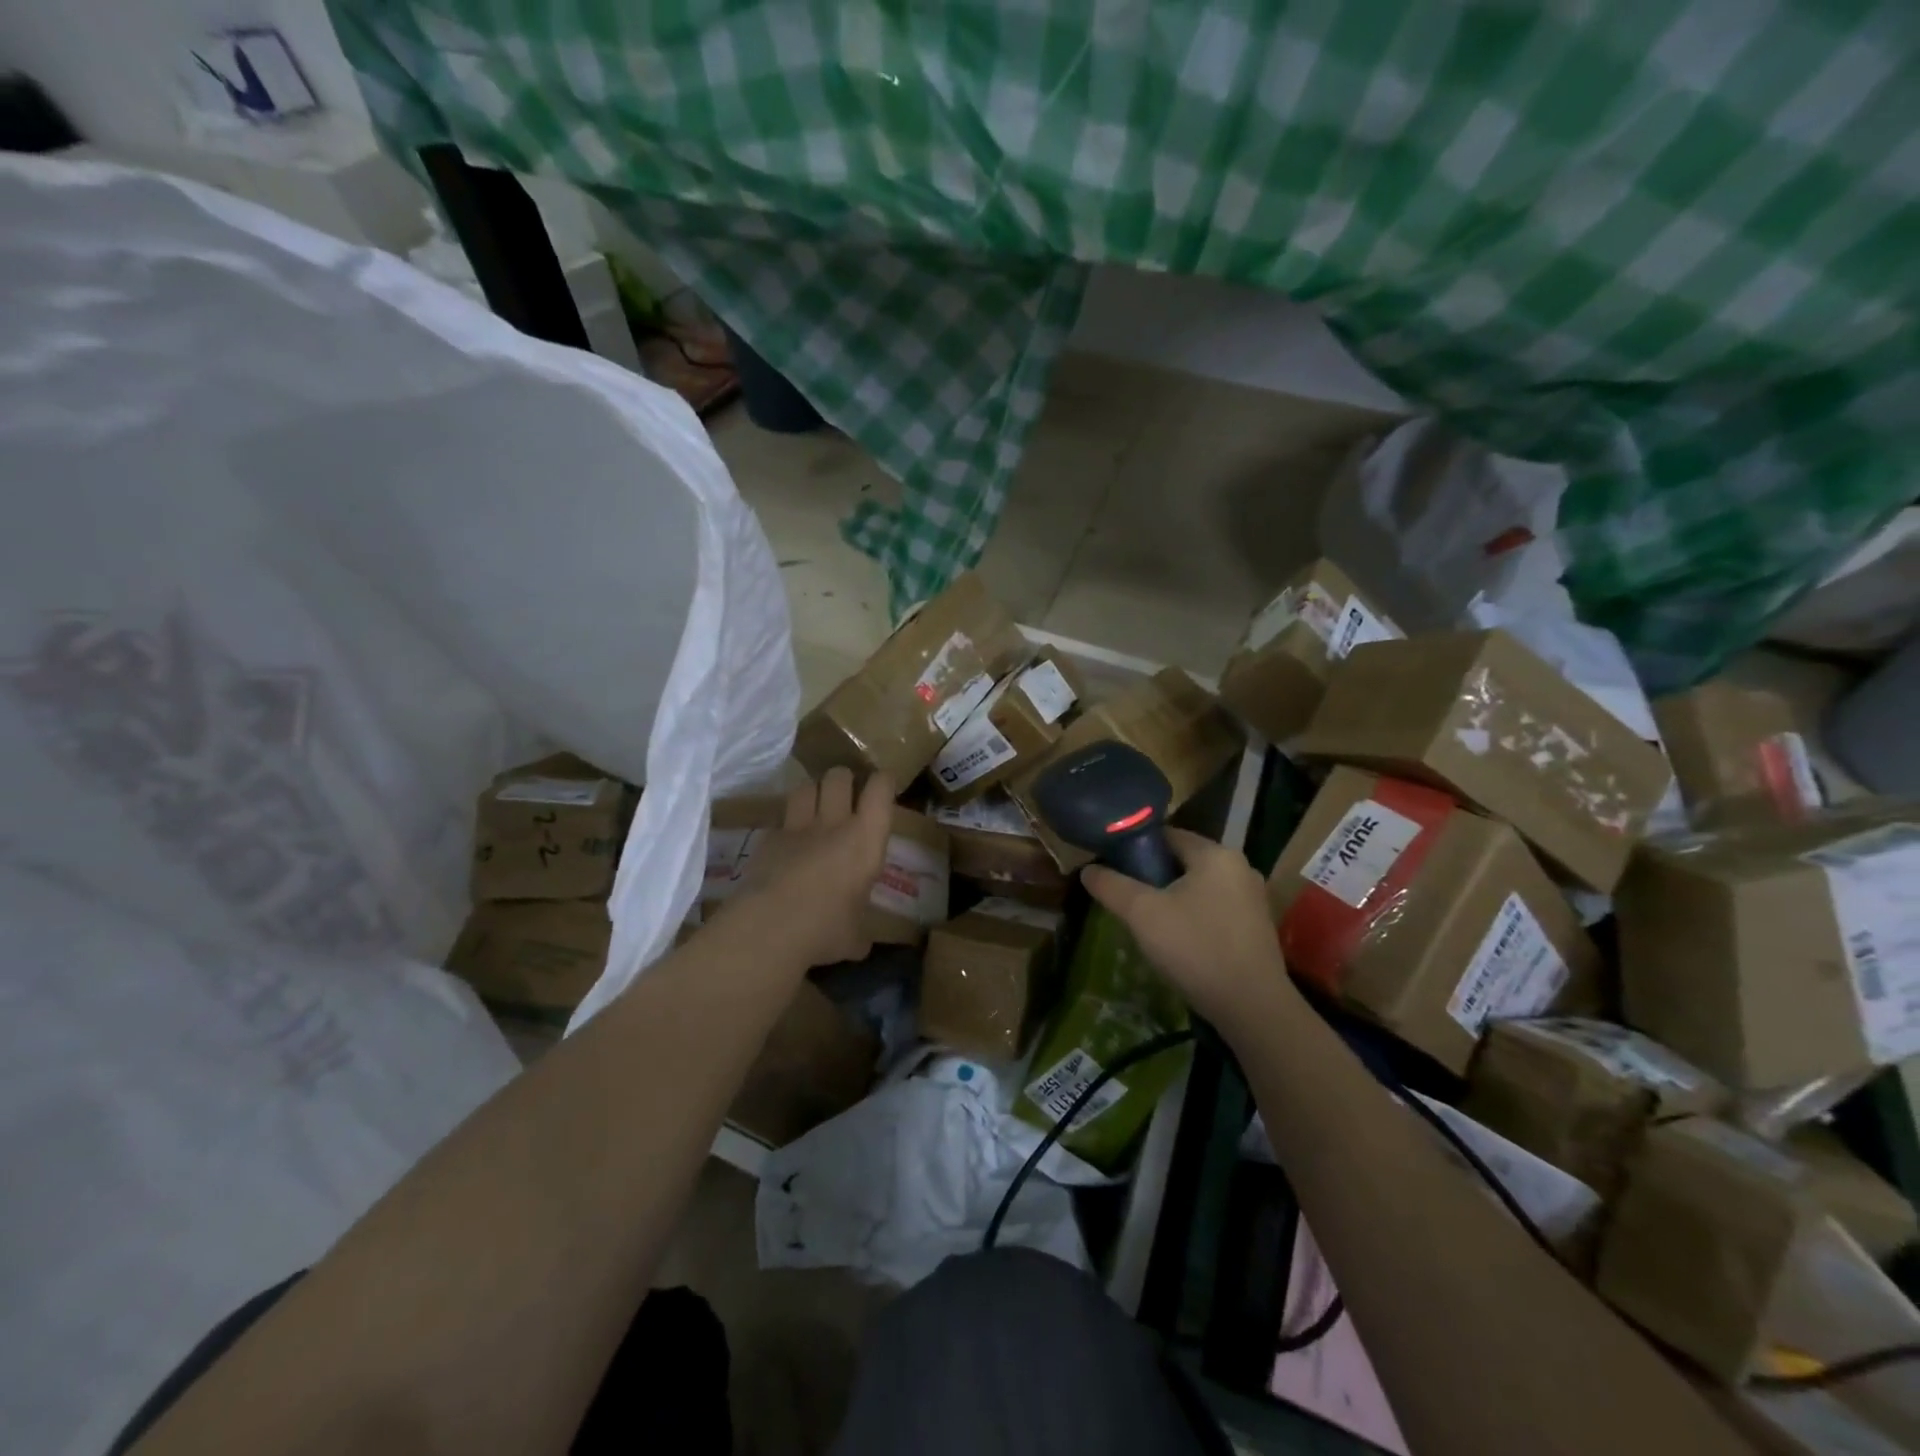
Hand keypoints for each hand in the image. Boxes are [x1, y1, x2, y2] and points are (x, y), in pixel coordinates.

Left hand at [729, 768, 894, 967]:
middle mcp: (834, 823)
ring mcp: (796, 828)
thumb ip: (860, 929)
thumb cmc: (826, 929)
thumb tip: (860, 942)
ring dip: (813, 792)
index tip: (884, 785)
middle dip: (844, 779)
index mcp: (866, 840)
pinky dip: (786, 825)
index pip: (880, 790)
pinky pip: (780, 819)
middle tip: (846, 795)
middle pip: (839, 776)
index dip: (883, 782)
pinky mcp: (767, 839)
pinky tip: (787, 842)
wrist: (770, 927)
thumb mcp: (856, 936)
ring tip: (815, 807)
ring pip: (806, 787)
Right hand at [1082, 829, 1296, 1023]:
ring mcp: (1252, 899)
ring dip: (1172, 898)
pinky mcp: (1256, 927)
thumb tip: (1087, 870)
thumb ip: (1111, 886)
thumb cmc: (1196, 948)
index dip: (1135, 847)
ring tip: (1146, 922)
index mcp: (1216, 854)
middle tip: (1125, 898)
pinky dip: (1193, 917)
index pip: (1167, 835)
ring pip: (1198, 887)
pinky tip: (1177, 941)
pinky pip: (1214, 909)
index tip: (1112, 867)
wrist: (1252, 1008)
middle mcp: (1240, 868)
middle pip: (1183, 861)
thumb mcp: (1142, 914)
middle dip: (1152, 876)